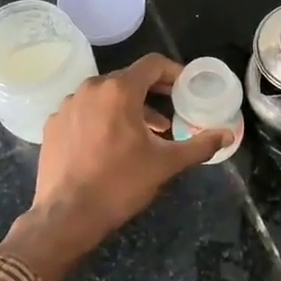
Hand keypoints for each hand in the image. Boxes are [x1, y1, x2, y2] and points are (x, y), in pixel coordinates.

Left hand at [0, 54, 229, 280]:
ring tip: (144, 133)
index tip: (186, 89)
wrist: (66, 216)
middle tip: (170, 113)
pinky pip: (84, 111)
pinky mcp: (53, 124)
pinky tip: (110, 145)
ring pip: (104, 96)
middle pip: (128, 78)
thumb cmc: (120, 184)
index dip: (174, 72)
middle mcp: (90, 88)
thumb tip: (228, 135)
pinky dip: (102, 119)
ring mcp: (67, 105)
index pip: (152, 64)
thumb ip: (200, 145)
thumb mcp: (166, 164)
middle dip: (152, 93)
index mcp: (119, 90)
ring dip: (127, 107)